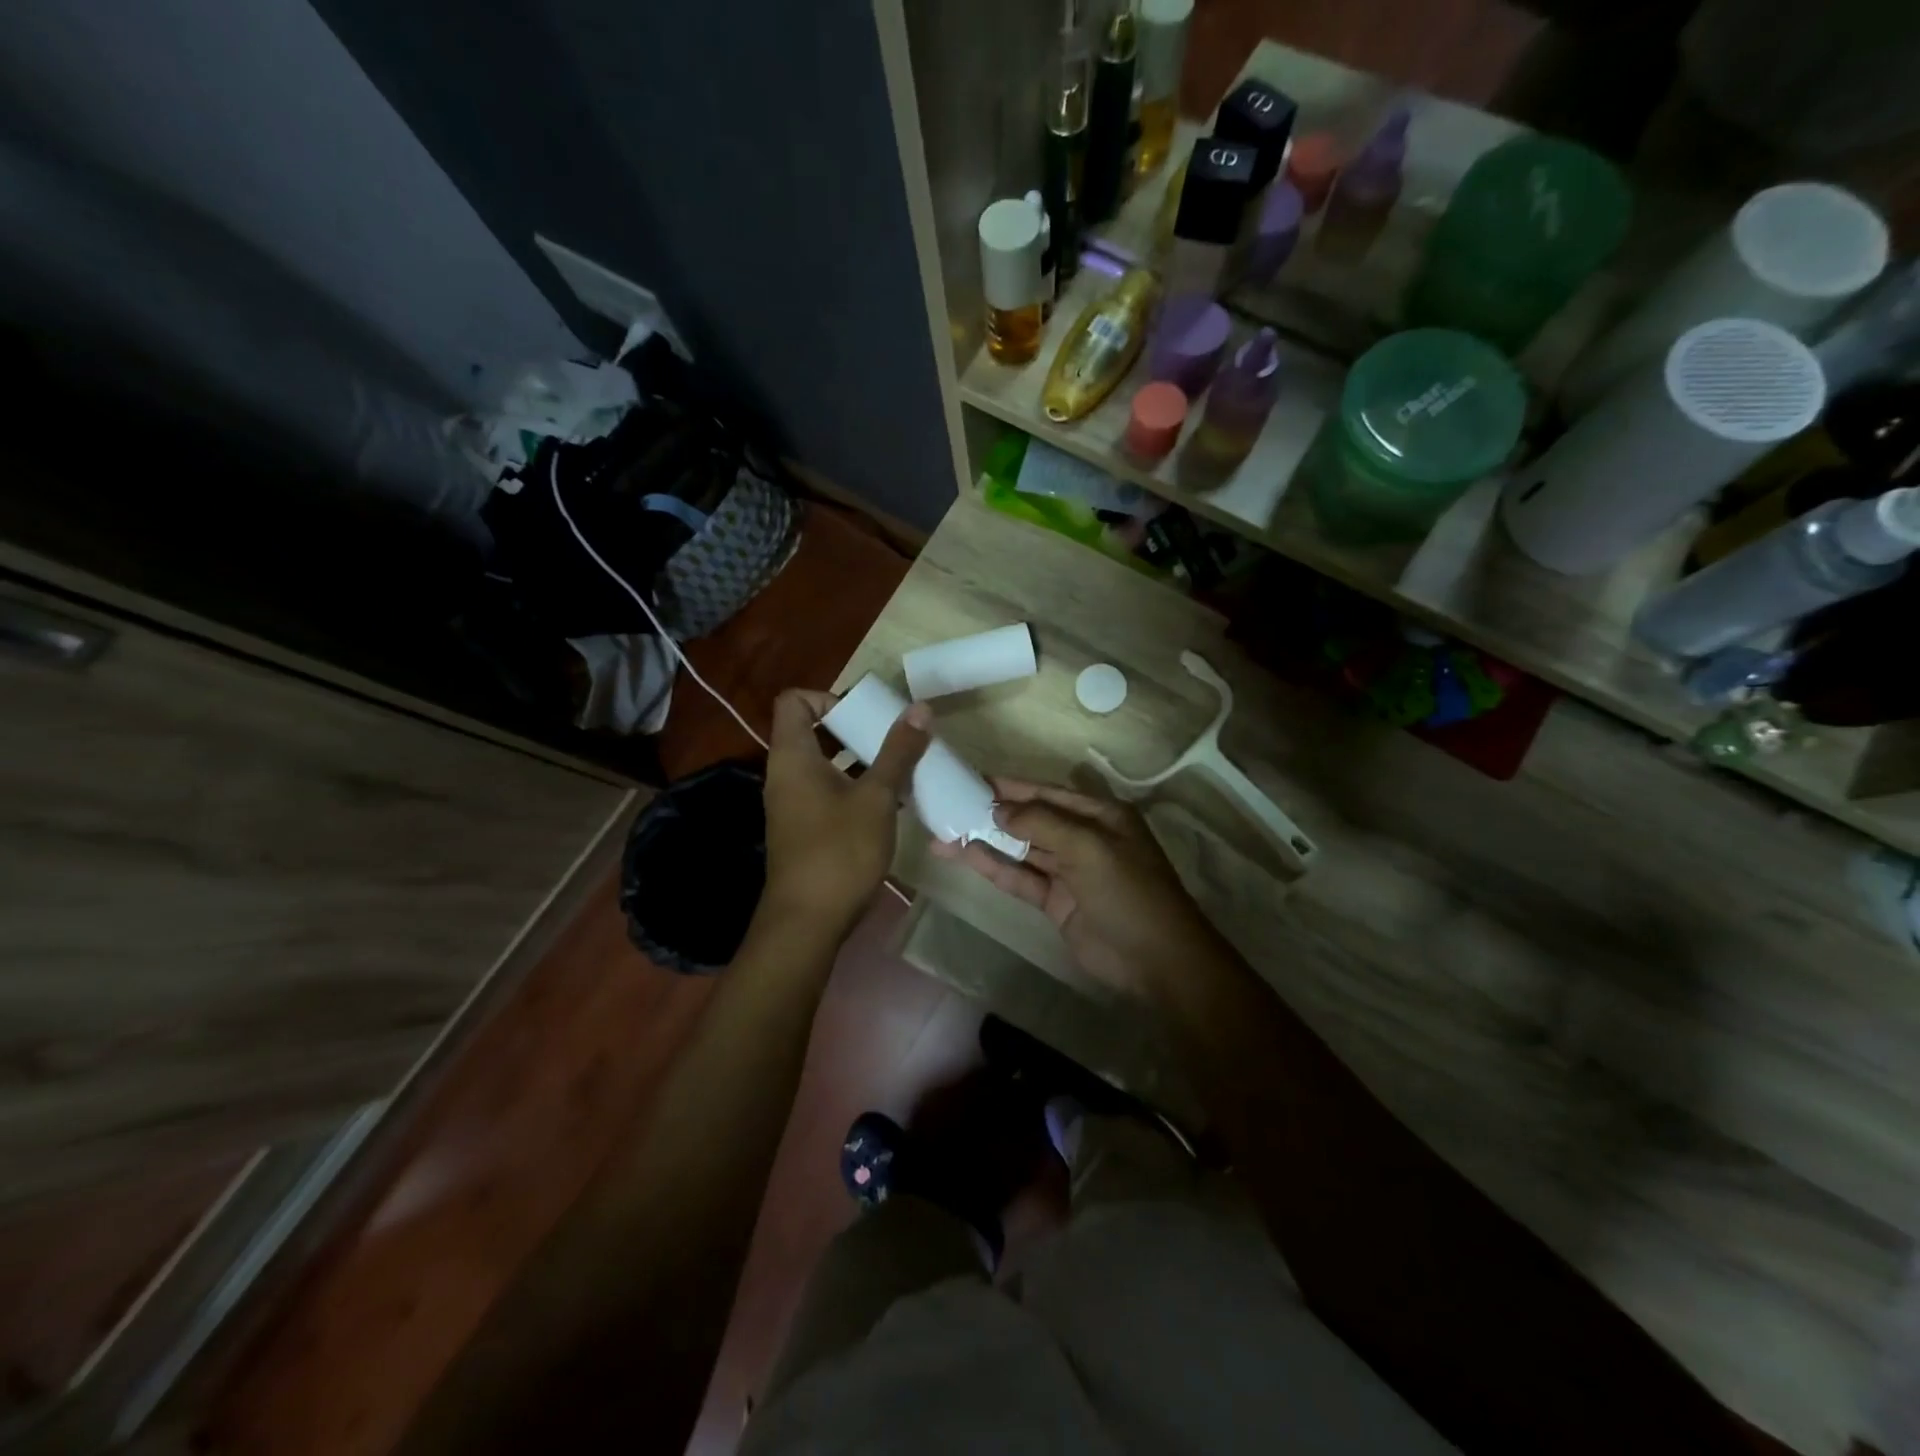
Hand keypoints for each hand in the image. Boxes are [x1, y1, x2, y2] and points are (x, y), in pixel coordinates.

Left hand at [761, 689, 929, 935]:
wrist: (808, 922)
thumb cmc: (839, 851)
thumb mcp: (877, 797)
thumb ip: (898, 752)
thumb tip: (920, 709)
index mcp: (793, 756)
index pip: (794, 701)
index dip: (829, 697)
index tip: (866, 714)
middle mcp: (786, 774)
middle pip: (813, 730)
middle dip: (855, 728)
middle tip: (892, 737)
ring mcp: (793, 803)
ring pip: (824, 763)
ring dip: (859, 759)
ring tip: (899, 766)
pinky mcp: (804, 828)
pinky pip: (828, 790)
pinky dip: (854, 786)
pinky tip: (890, 802)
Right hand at [931, 779, 1233, 1001]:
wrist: (1156, 960)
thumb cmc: (1129, 892)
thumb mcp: (1089, 847)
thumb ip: (1042, 823)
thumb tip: (998, 808)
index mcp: (1100, 815)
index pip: (1047, 792)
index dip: (1010, 787)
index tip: (971, 780)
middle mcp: (1083, 836)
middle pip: (1030, 818)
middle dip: (991, 812)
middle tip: (948, 804)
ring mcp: (1068, 870)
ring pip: (1020, 849)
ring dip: (985, 841)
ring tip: (943, 832)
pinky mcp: (1055, 900)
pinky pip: (1020, 877)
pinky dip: (994, 868)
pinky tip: (964, 857)